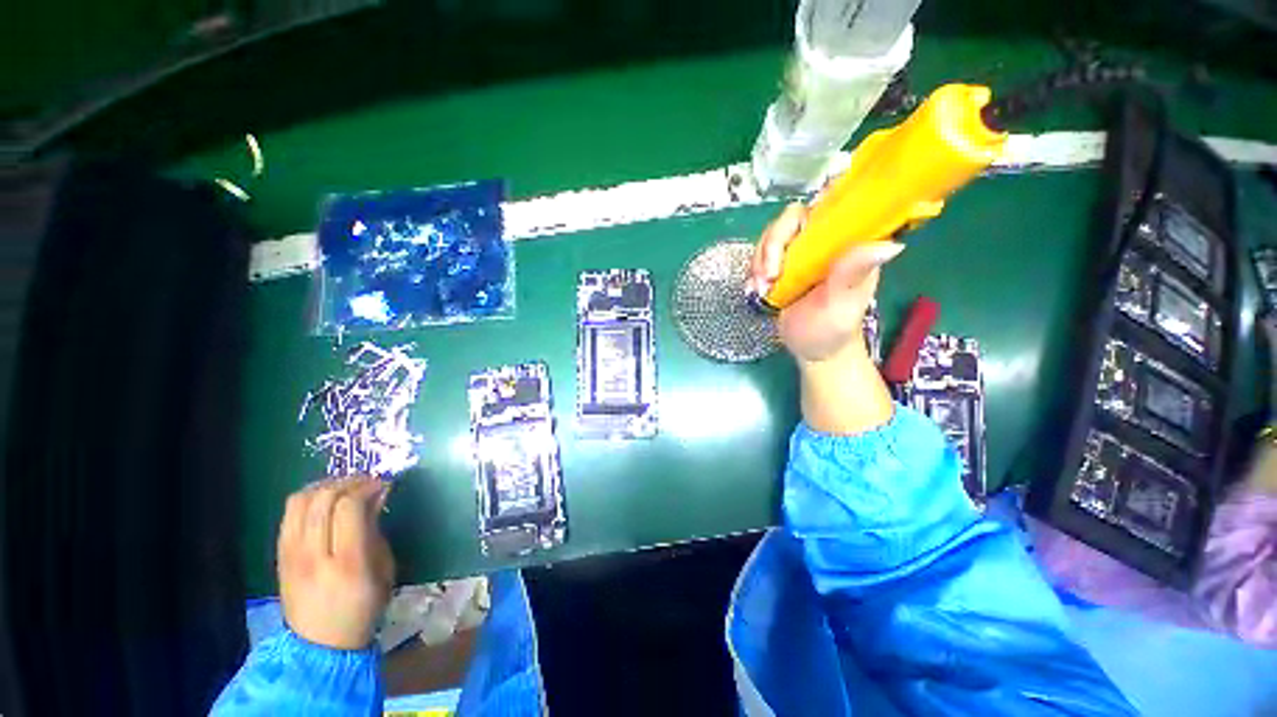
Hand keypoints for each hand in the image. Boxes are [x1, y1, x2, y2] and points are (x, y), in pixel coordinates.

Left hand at [278, 477, 394, 649]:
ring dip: (326, 486)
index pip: (349, 508)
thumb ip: (377, 529)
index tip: (383, 484)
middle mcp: (314, 556)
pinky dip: (309, 498)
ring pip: (300, 501)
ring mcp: (291, 555)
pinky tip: (325, 500)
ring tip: (346, 487)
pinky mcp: (280, 555)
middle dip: (349, 482)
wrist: (320, 644)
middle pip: (323, 499)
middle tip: (367, 482)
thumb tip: (378, 494)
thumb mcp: (384, 569)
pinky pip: (289, 513)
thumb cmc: (363, 607)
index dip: (367, 487)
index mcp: (347, 563)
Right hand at [750, 203, 904, 365]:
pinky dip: (753, 271)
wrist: (814, 350)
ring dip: (760, 261)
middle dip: (772, 246)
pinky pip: (761, 256)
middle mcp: (824, 242)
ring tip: (761, 289)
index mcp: (848, 244)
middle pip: (792, 219)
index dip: (813, 205)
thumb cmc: (833, 329)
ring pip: (772, 237)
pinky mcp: (782, 266)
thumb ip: (853, 273)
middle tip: (769, 277)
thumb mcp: (843, 303)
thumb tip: (891, 244)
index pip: (834, 204)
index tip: (795, 231)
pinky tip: (755, 290)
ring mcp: (800, 253)